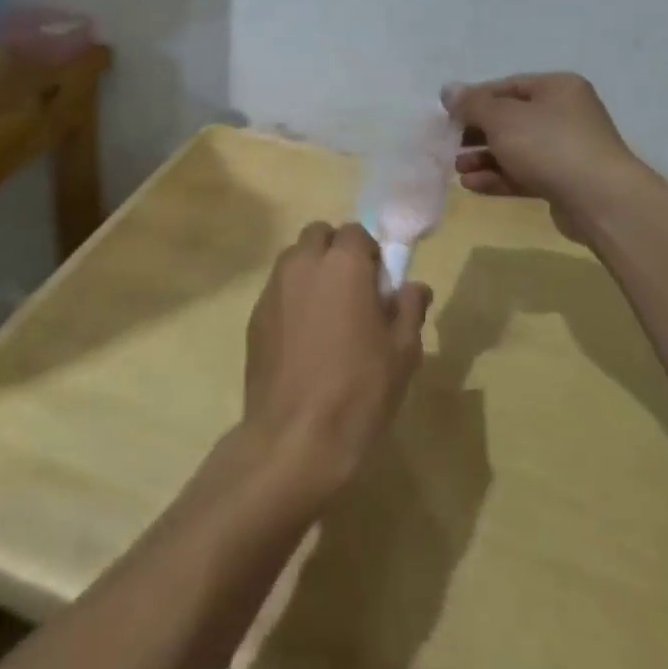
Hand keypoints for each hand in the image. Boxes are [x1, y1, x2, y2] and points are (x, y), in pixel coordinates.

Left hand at [242, 222, 430, 493]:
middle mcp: (302, 265)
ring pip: (293, 260)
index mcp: (343, 265)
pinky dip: (292, 298)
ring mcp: (272, 289)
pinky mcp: (254, 316)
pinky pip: (277, 290)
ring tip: (327, 314)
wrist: (295, 436)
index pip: (355, 231)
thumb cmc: (359, 391)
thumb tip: (413, 287)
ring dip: (311, 271)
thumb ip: (409, 309)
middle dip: (335, 251)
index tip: (379, 282)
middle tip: (353, 290)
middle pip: (318, 235)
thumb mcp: (402, 353)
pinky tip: (303, 338)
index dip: (369, 252)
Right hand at [442, 73, 641, 238]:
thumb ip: (472, 104)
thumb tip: (448, 90)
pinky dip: (498, 177)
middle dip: (476, 133)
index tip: (446, 116)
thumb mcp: (502, 118)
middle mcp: (565, 114)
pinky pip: (524, 174)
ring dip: (483, 158)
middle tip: (449, 145)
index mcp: (556, 88)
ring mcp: (566, 149)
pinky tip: (472, 186)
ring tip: (457, 169)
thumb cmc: (549, 146)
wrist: (600, 200)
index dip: (473, 100)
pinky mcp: (564, 181)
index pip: (506, 87)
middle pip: (510, 119)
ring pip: (516, 149)